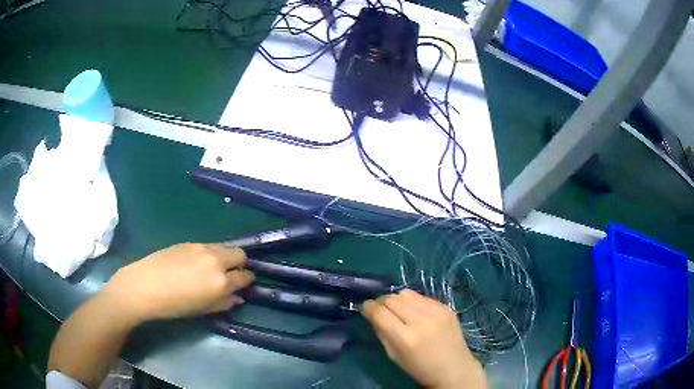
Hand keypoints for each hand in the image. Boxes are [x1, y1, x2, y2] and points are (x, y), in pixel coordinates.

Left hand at [103, 243, 253, 322]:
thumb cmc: (175, 305)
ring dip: (225, 257)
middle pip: (239, 254)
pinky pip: (207, 246)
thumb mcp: (202, 310)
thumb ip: (224, 302)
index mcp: (221, 281)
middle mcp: (215, 260)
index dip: (247, 280)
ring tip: (212, 269)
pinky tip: (196, 264)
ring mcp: (201, 248)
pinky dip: (209, 254)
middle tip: (231, 275)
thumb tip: (237, 297)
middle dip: (240, 264)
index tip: (245, 284)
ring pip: (223, 247)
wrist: (145, 286)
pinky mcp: (188, 242)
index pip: (245, 276)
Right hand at [361, 290, 486, 388]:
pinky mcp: (446, 306)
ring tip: (398, 310)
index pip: (379, 312)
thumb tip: (373, 315)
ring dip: (397, 299)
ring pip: (406, 293)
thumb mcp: (394, 356)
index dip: (368, 307)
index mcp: (406, 337)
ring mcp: (436, 311)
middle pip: (391, 298)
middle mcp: (421, 320)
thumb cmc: (420, 368)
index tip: (365, 308)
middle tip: (380, 309)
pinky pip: (422, 296)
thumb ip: (382, 333)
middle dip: (381, 301)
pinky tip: (415, 312)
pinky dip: (413, 302)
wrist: (454, 368)